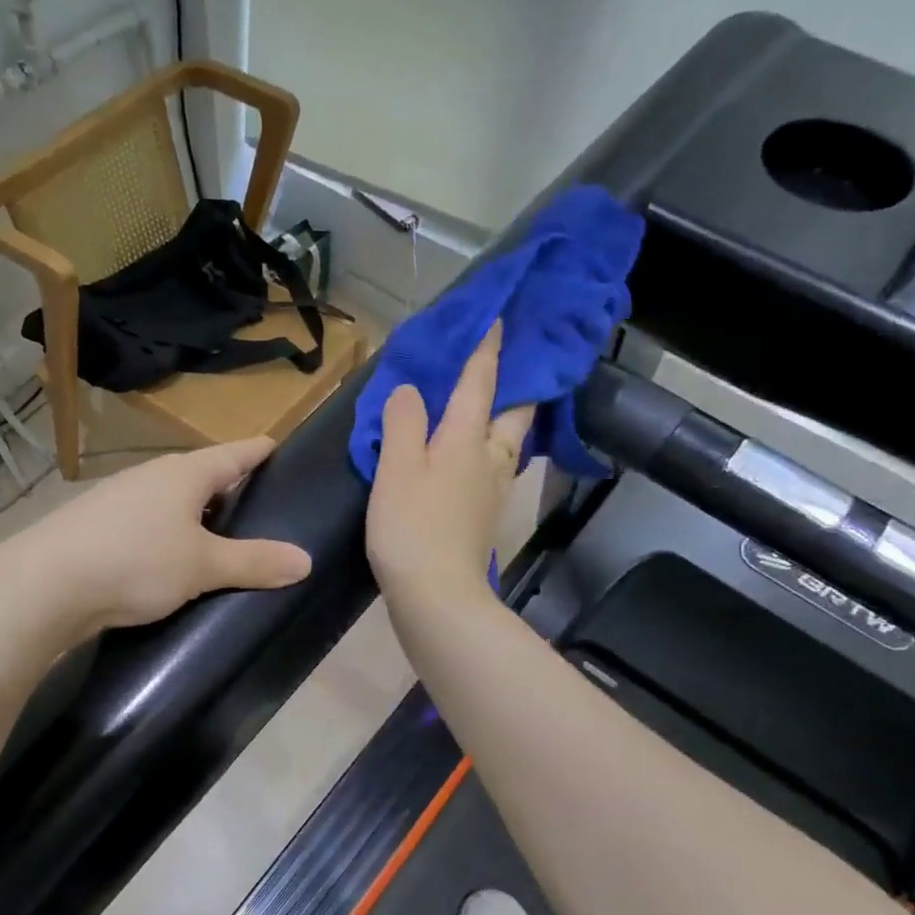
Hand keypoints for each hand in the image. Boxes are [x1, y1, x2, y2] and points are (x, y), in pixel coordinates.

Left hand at [0, 437, 311, 640]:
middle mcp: (151, 476)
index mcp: (184, 473)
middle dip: (230, 486)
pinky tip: (170, 559)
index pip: (234, 453)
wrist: (43, 586)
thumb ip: (254, 562)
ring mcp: (119, 498)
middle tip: (261, 506)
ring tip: (220, 537)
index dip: (260, 451)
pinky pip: (147, 523)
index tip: (279, 447)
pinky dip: (168, 534)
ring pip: (171, 500)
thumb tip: (306, 561)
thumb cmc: (135, 562)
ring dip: (196, 514)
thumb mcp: (203, 566)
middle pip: (202, 474)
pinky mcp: (96, 526)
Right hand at [366, 324, 534, 612]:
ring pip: (508, 442)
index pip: (481, 383)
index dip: (488, 350)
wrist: (437, 596)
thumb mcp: (397, 468)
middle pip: (514, 413)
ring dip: (505, 417)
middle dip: (516, 385)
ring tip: (490, 404)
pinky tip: (472, 454)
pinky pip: (493, 467)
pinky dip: (488, 448)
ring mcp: (492, 490)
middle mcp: (489, 459)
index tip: (499, 318)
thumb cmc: (413, 528)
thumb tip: (411, 391)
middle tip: (508, 365)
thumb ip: (404, 423)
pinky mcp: (484, 516)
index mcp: (467, 440)